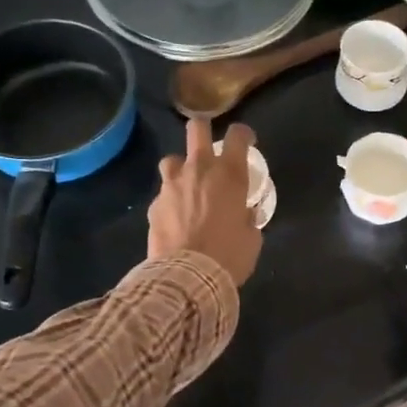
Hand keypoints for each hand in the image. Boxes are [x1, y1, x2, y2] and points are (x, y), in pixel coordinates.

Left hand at [148, 119, 261, 284]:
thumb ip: (247, 218)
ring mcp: (172, 185)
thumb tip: (244, 214)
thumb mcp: (252, 238)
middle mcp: (199, 170)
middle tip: (209, 146)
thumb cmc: (230, 255)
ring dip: (181, 167)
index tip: (246, 143)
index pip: (237, 136)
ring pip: (172, 159)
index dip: (243, 134)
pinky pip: (163, 194)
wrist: (188, 277)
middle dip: (203, 130)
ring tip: (187, 184)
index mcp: (229, 175)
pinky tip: (176, 219)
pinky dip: (171, 201)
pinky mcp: (154, 205)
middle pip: (196, 129)